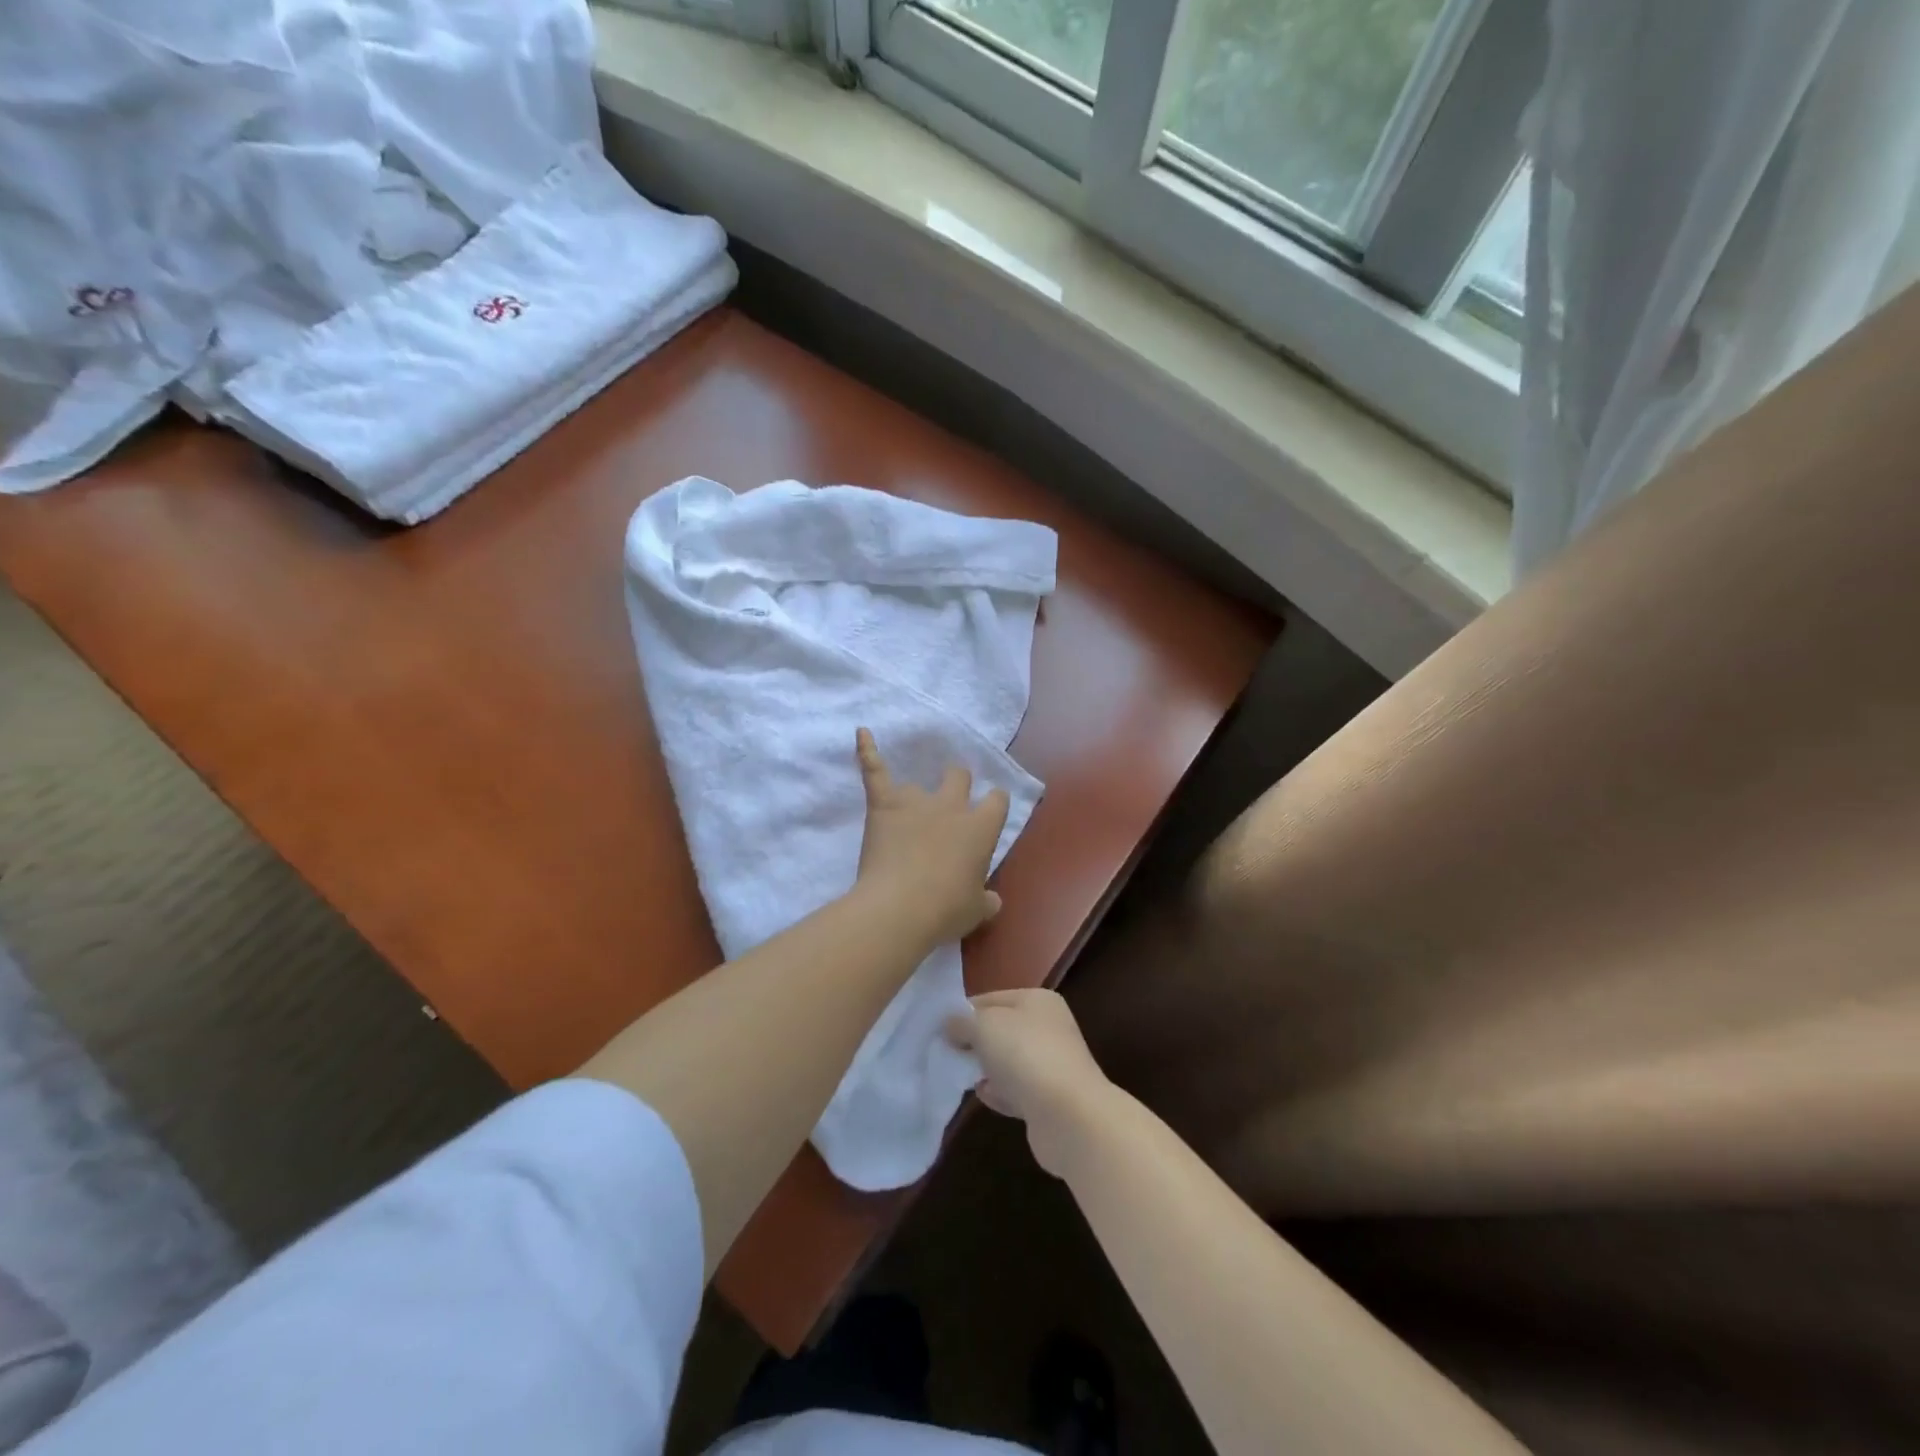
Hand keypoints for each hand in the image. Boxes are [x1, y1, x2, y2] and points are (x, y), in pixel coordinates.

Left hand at [854, 727, 1008, 946]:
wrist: (900, 908)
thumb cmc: (945, 911)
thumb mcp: (976, 911)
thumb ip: (986, 900)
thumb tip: (993, 900)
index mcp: (981, 829)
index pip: (997, 800)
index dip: (993, 803)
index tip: (989, 811)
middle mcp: (952, 806)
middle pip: (959, 776)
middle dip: (956, 782)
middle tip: (949, 800)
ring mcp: (916, 801)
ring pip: (919, 780)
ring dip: (914, 792)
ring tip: (906, 804)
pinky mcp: (884, 803)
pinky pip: (874, 769)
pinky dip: (866, 750)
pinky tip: (862, 732)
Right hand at [946, 988, 1113, 1176]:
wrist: (1068, 1115)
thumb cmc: (1025, 1055)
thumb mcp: (984, 1025)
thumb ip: (963, 1022)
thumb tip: (951, 1024)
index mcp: (1038, 1000)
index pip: (992, 998)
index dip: (964, 1012)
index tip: (939, 1029)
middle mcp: (1049, 1028)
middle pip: (1001, 1030)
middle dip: (974, 1042)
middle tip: (946, 1054)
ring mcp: (1051, 1065)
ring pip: (1008, 1062)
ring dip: (986, 1069)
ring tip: (961, 1076)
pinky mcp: (1049, 1100)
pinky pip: (1016, 1091)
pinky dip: (1000, 1094)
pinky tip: (983, 1097)